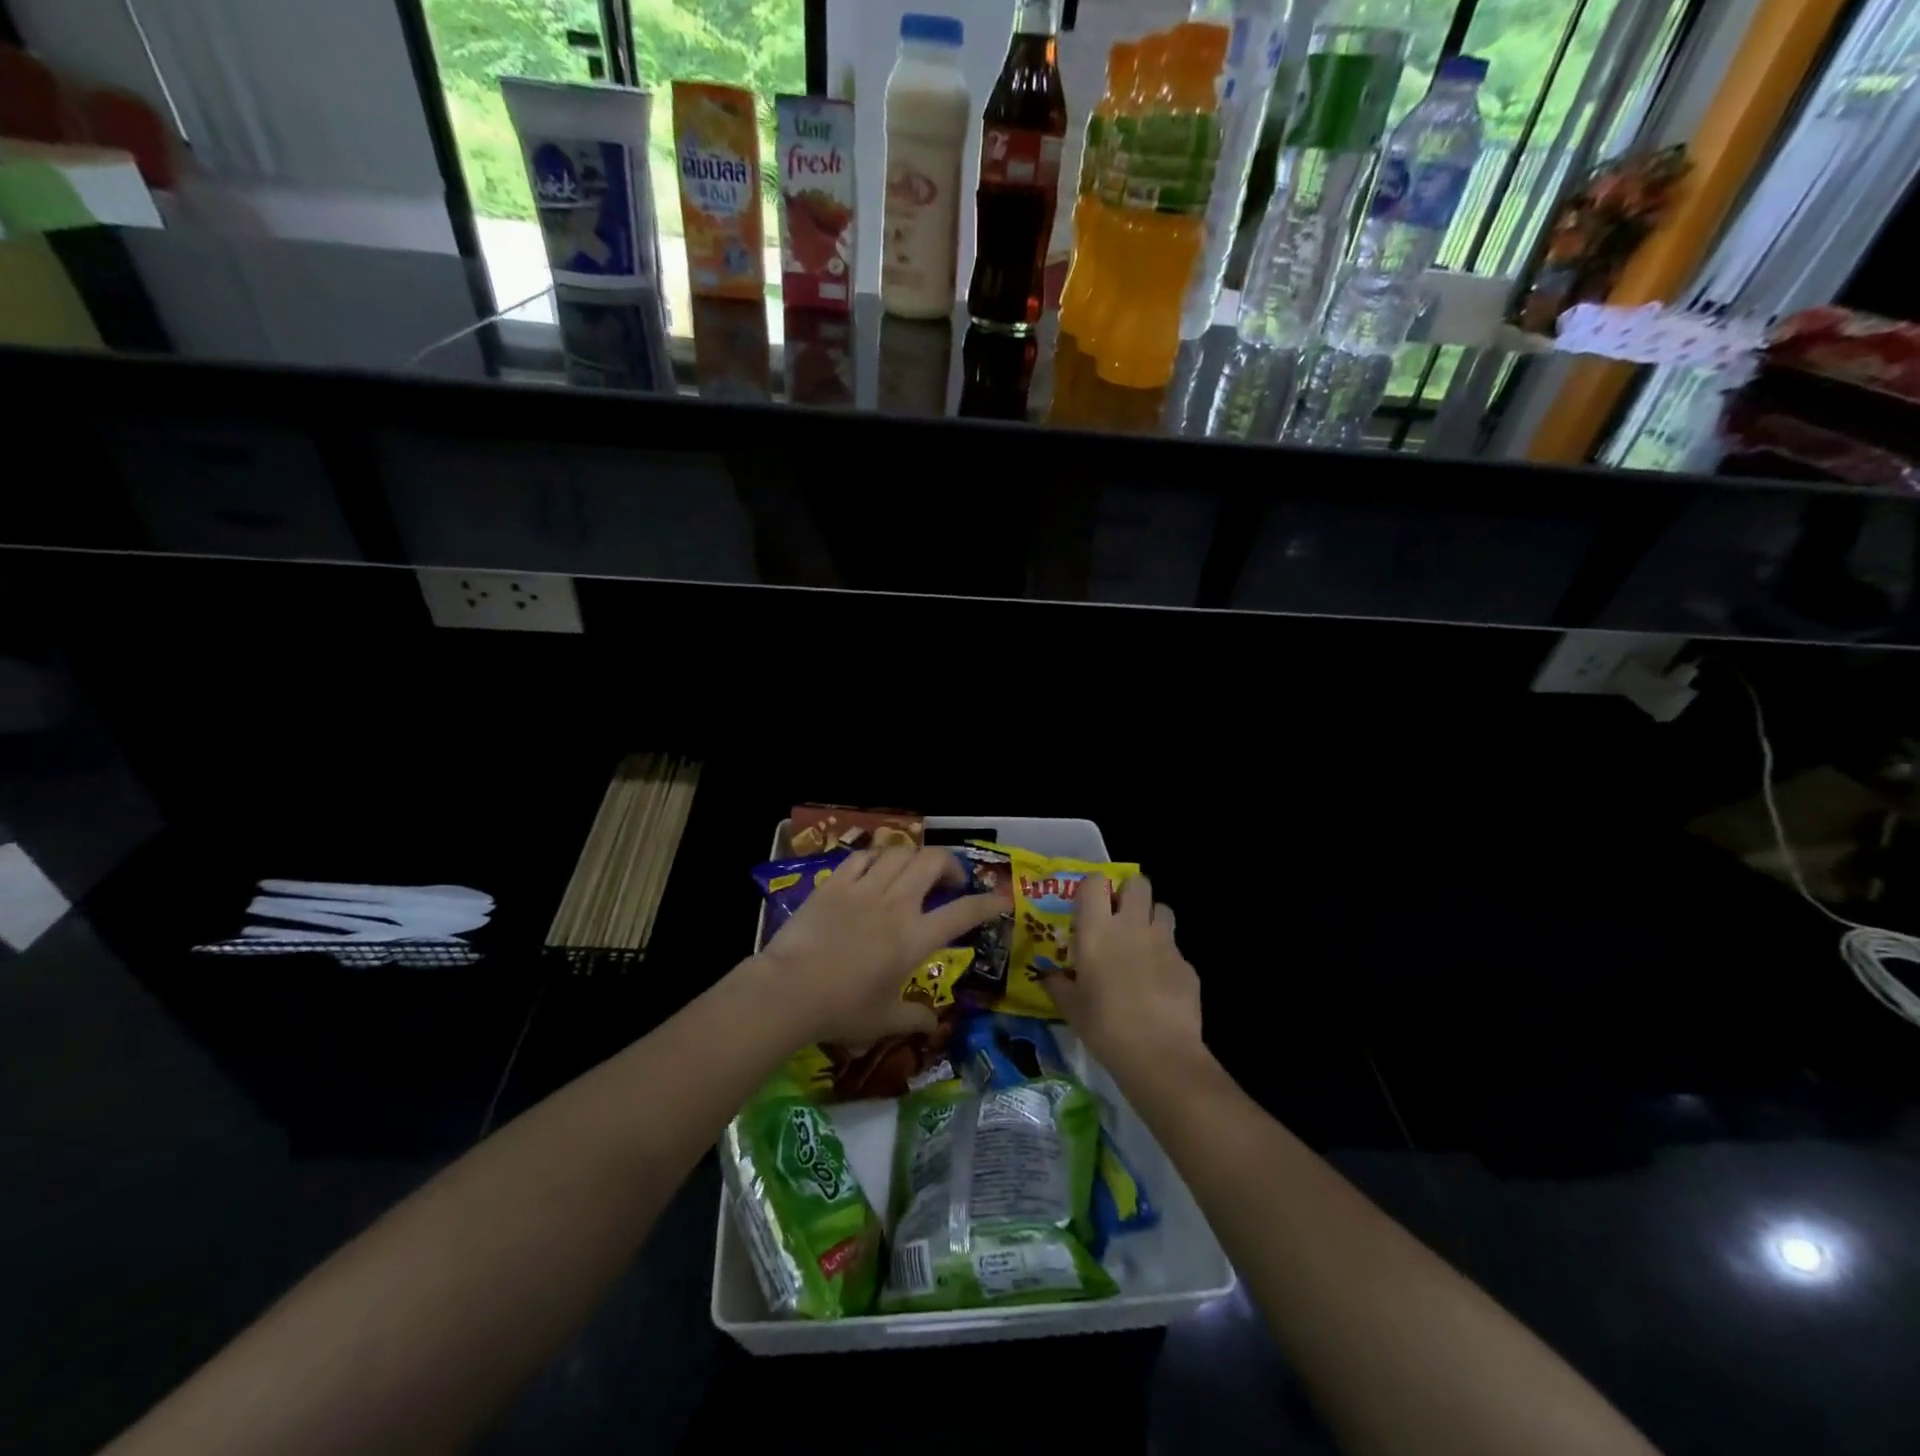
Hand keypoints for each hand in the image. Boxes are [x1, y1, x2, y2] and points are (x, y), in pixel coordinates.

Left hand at [750, 846, 1002, 1046]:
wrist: (788, 990)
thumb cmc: (841, 1009)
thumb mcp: (884, 1021)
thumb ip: (914, 1018)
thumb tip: (934, 1026)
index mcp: (914, 938)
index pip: (963, 913)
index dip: (988, 903)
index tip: (1001, 899)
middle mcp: (896, 904)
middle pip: (933, 862)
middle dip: (950, 865)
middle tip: (949, 882)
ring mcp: (864, 889)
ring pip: (900, 852)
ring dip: (914, 858)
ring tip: (913, 872)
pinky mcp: (835, 883)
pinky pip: (863, 857)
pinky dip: (876, 858)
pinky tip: (875, 870)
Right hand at [1049, 872, 1201, 1075]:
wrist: (1159, 1053)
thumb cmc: (1104, 1026)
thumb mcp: (1070, 1007)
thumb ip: (1058, 984)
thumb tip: (1048, 975)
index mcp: (1097, 930)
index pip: (1095, 882)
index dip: (1093, 887)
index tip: (1088, 904)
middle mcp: (1131, 925)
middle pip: (1138, 883)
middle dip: (1129, 893)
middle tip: (1119, 916)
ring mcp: (1164, 942)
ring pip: (1162, 908)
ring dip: (1152, 918)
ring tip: (1142, 942)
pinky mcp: (1187, 964)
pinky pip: (1175, 947)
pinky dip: (1166, 957)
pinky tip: (1159, 982)